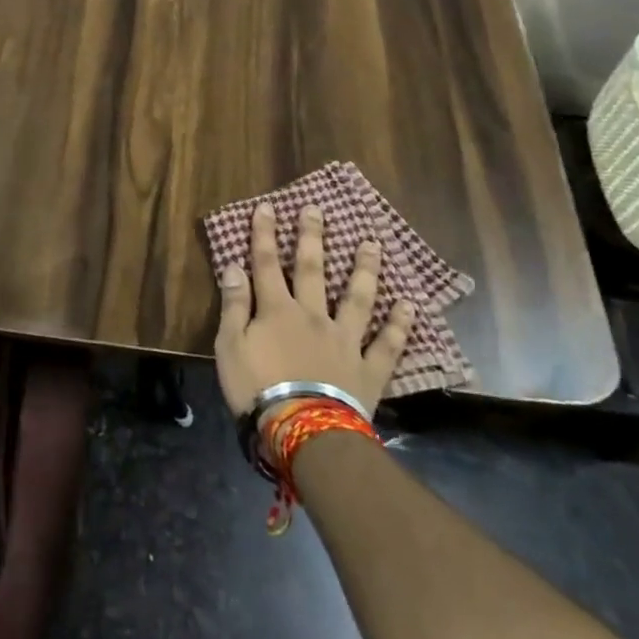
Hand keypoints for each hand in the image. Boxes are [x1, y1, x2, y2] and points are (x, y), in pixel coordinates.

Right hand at [214, 202, 416, 416]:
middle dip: (313, 237)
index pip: (266, 263)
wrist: (304, 432)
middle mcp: (313, 315)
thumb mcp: (230, 346)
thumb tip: (233, 266)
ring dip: (364, 270)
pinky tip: (409, 305)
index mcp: (276, 310)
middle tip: (317, 210)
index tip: (268, 206)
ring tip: (372, 245)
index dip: (265, 234)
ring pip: (357, 298)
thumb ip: (234, 305)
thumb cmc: (257, 388)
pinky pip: (387, 344)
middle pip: (313, 269)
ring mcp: (344, 340)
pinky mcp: (367, 369)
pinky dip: (399, 325)